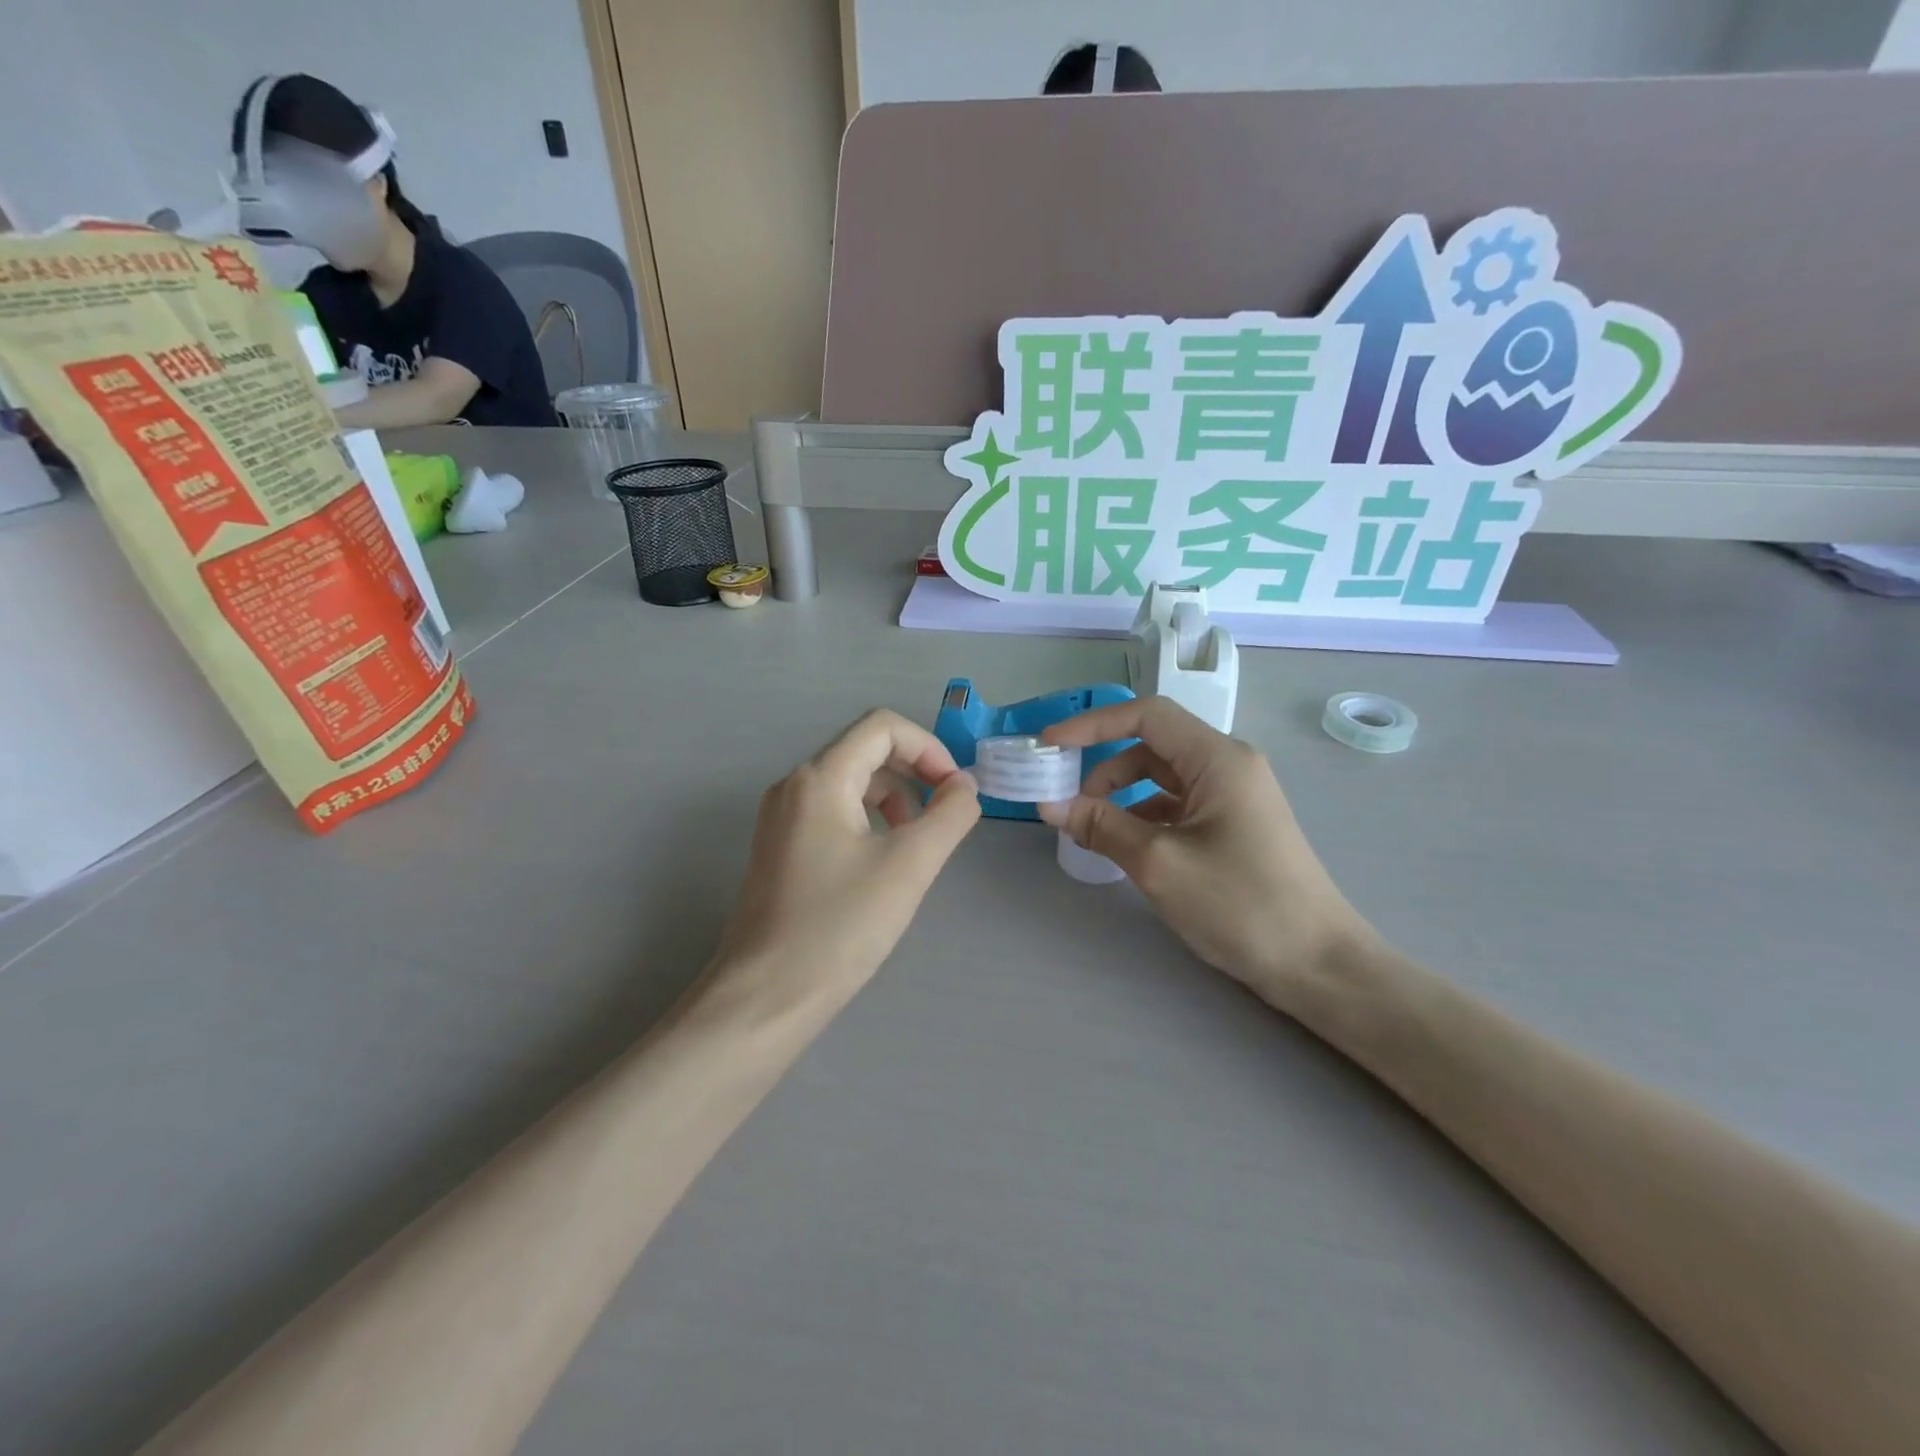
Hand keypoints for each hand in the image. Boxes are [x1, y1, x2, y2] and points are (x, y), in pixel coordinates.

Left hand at [713, 710, 980, 1005]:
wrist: (765, 997)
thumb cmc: (839, 927)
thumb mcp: (908, 866)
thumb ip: (949, 815)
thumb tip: (965, 785)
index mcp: (819, 779)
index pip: (882, 727)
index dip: (929, 748)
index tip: (955, 790)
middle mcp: (793, 786)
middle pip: (865, 750)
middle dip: (914, 772)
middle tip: (945, 816)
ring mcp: (781, 818)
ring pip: (850, 782)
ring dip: (894, 797)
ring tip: (917, 841)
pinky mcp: (780, 848)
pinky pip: (833, 812)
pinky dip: (869, 820)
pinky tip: (884, 861)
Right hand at [1041, 699, 1370, 1008]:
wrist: (1317, 964)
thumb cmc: (1240, 904)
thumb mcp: (1159, 863)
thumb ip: (1101, 826)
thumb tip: (1051, 804)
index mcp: (1218, 759)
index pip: (1146, 716)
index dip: (1093, 724)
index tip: (1051, 744)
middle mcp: (1227, 766)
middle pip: (1152, 746)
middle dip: (1104, 768)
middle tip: (1066, 802)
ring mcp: (1233, 797)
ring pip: (1162, 778)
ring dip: (1121, 796)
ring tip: (1091, 830)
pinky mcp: (1232, 826)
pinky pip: (1176, 805)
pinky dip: (1143, 817)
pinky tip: (1124, 845)